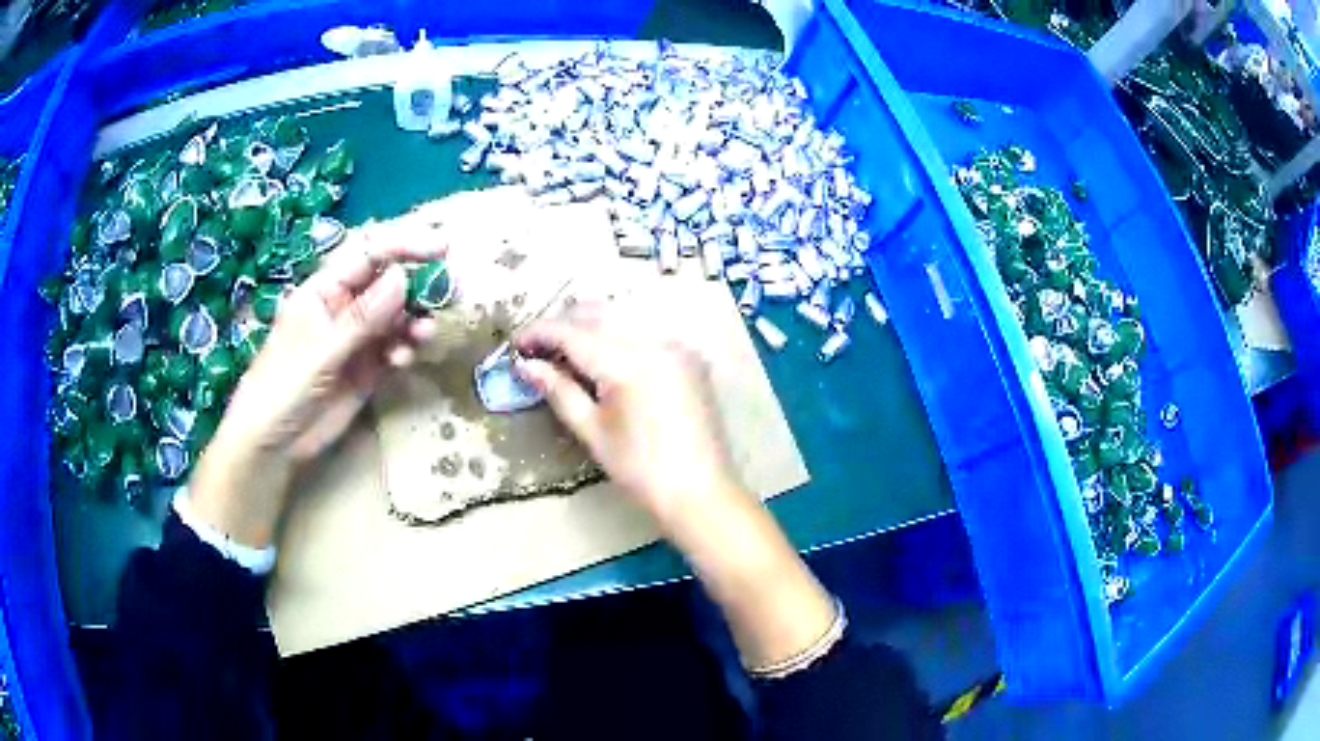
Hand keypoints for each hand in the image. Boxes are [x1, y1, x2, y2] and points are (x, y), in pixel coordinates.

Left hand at [188, 235, 441, 546]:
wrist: (273, 445)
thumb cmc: (282, 389)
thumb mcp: (319, 351)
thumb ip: (360, 318)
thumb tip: (402, 278)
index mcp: (325, 290)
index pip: (368, 255)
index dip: (404, 245)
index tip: (441, 249)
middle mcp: (344, 307)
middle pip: (388, 282)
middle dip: (418, 284)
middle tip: (450, 292)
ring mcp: (357, 339)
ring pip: (396, 317)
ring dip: (414, 321)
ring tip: (424, 335)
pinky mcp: (367, 368)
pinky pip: (395, 348)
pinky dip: (406, 349)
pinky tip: (403, 360)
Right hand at [514, 305, 835, 669]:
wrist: (700, 492)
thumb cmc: (641, 471)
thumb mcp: (593, 431)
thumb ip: (558, 390)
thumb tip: (525, 365)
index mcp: (630, 363)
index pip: (573, 333)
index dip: (539, 333)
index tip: (514, 343)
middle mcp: (656, 342)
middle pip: (598, 313)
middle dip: (563, 324)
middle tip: (536, 348)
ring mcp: (678, 346)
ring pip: (623, 317)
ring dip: (590, 326)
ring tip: (564, 353)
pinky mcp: (689, 357)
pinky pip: (646, 332)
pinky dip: (618, 336)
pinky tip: (602, 359)